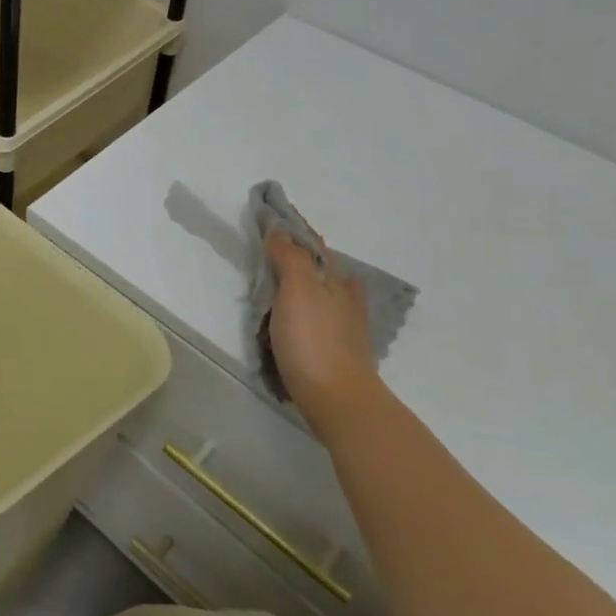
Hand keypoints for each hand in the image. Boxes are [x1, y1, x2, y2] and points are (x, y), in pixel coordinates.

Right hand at [264, 227, 385, 438]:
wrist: (338, 400)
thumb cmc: (314, 341)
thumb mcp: (298, 290)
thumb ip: (290, 258)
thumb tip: (280, 231)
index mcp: (334, 279)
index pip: (312, 243)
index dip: (293, 228)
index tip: (272, 214)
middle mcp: (345, 297)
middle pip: (320, 267)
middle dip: (299, 255)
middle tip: (271, 247)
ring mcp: (345, 326)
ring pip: (322, 293)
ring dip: (303, 282)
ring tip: (277, 281)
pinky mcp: (338, 351)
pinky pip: (318, 319)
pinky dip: (304, 310)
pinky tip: (295, 319)